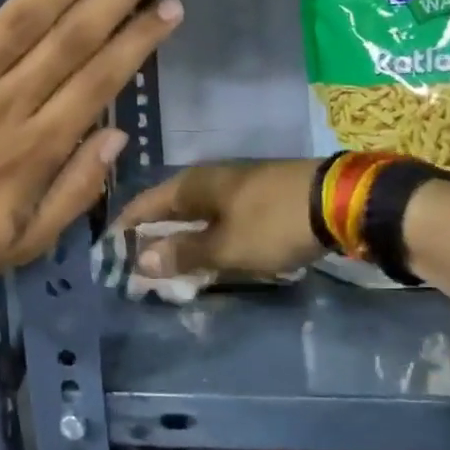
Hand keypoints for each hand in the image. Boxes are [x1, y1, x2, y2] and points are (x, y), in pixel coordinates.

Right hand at [113, 160, 321, 278]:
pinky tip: (211, 256)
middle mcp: (210, 179)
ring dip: (183, 240)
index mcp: (193, 184)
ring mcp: (237, 185)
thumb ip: (183, 253)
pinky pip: (220, 218)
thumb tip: (140, 259)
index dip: (126, 228)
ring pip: (197, 215)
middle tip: (140, 269)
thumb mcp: (225, 246)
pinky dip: (209, 238)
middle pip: (169, 209)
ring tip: (171, 270)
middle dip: (154, 238)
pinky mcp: (260, 196)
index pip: (145, 205)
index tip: (110, 254)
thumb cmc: (273, 224)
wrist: (339, 202)